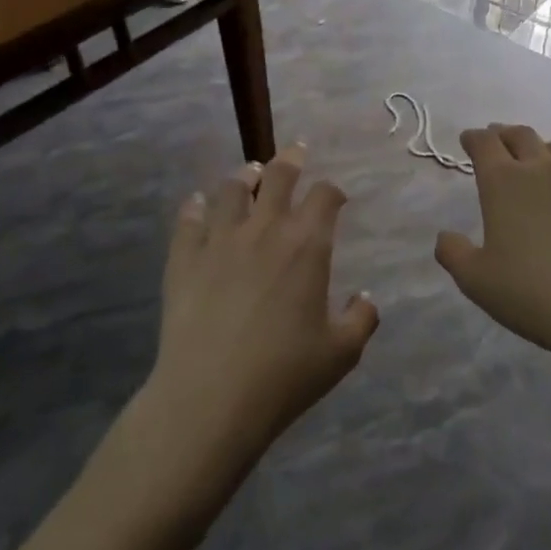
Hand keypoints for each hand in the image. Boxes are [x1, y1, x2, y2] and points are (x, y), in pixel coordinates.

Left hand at [150, 145, 377, 458]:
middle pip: (278, 176)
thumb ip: (362, 319)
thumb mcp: (342, 353)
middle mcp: (264, 229)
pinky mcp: (184, 257)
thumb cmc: (285, 374)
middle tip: (296, 152)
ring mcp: (219, 239)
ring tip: (249, 174)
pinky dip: (196, 206)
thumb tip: (366, 298)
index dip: (333, 191)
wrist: (211, 397)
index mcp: (306, 245)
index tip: (335, 197)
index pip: (325, 196)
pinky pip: (189, 218)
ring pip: (231, 189)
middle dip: (291, 159)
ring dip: (244, 176)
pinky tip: (198, 205)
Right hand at [435, 124, 550, 359]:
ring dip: (541, 152)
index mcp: (504, 183)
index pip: (484, 143)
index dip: (473, 138)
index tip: (468, 140)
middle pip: (522, 135)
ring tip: (536, 165)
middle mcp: (543, 170)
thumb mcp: (477, 282)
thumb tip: (445, 236)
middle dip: (505, 134)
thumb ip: (453, 253)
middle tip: (498, 142)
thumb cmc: (534, 295)